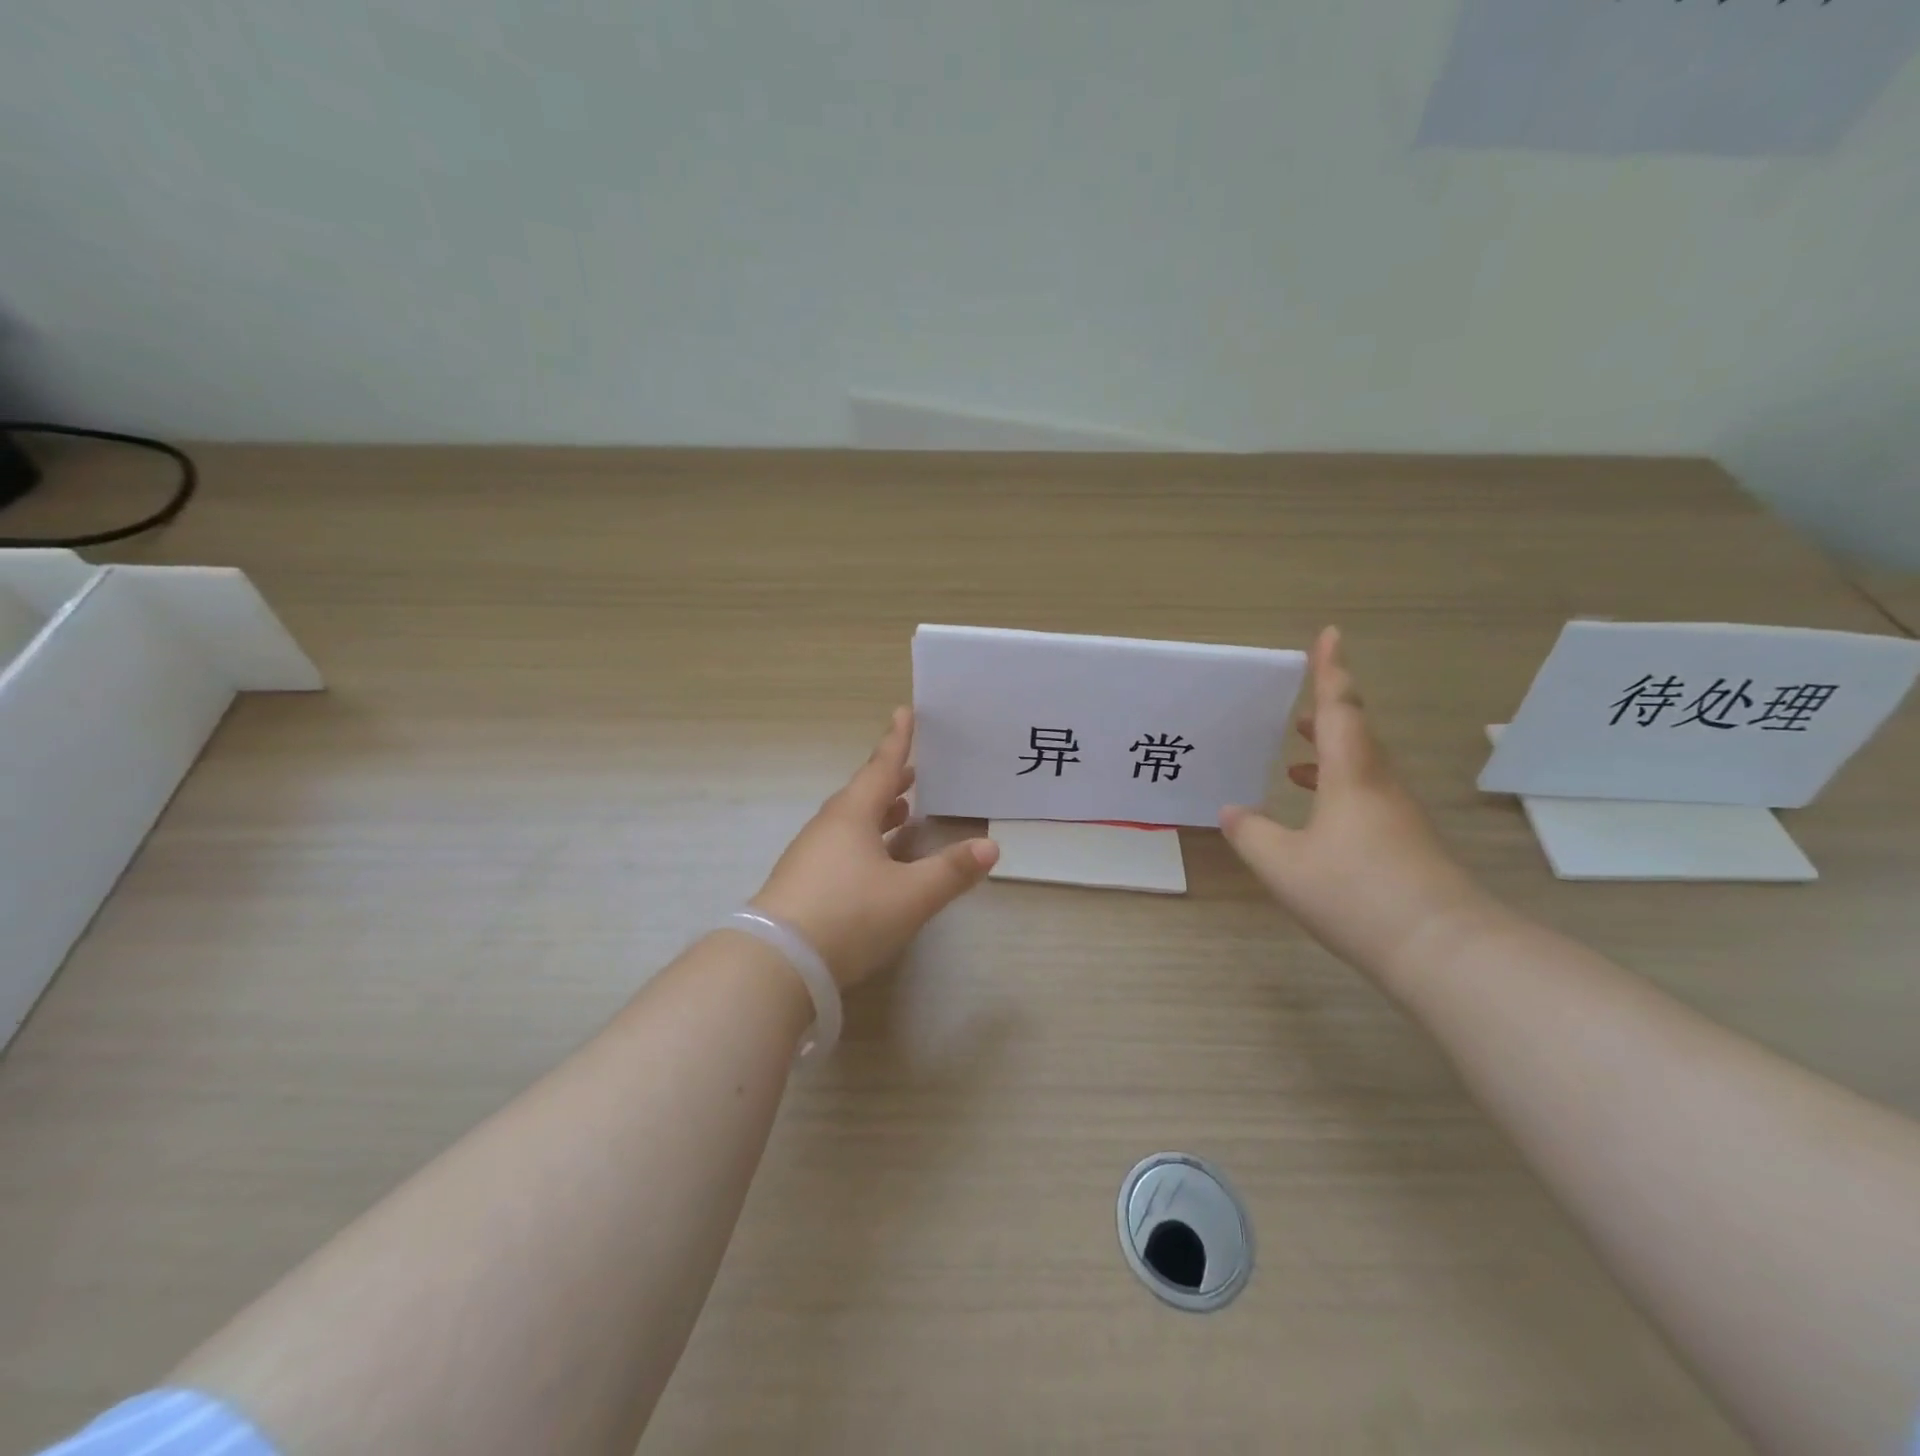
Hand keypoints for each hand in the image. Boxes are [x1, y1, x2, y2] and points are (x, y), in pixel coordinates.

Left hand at [751, 707, 998, 990]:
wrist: (777, 963)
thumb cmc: (849, 915)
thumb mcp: (911, 896)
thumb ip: (951, 871)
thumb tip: (990, 847)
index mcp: (852, 816)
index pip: (881, 769)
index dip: (897, 742)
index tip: (903, 713)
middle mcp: (829, 828)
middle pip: (863, 795)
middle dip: (890, 782)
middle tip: (913, 771)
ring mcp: (812, 856)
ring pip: (851, 823)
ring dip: (878, 813)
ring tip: (903, 811)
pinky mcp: (804, 883)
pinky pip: (842, 847)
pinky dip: (865, 842)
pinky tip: (877, 861)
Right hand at [1220, 627, 1493, 982]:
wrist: (1443, 949)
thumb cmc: (1356, 893)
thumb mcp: (1284, 865)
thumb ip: (1252, 834)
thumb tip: (1232, 811)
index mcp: (1352, 776)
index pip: (1338, 709)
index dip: (1330, 671)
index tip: (1330, 635)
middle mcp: (1380, 786)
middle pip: (1355, 735)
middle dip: (1325, 716)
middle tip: (1295, 711)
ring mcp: (1399, 817)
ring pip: (1362, 769)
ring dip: (1328, 757)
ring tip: (1294, 764)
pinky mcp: (1407, 845)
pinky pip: (1367, 799)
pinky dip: (1338, 792)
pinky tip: (1317, 820)